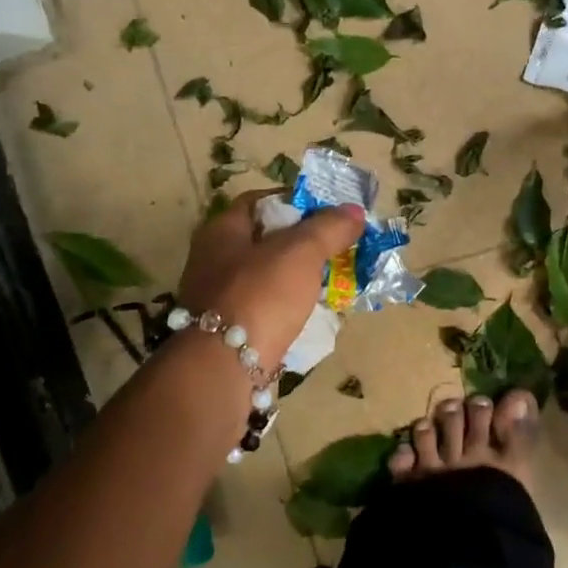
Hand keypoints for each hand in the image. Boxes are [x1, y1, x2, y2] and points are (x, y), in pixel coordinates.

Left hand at [176, 191, 365, 366]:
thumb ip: (329, 228)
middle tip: (335, 248)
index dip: (296, 201)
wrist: (226, 367)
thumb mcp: (301, 252)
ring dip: (296, 277)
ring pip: (265, 276)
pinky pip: (264, 307)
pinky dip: (286, 306)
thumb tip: (354, 211)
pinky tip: (310, 313)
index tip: (329, 212)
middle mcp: (212, 259)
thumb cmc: (261, 295)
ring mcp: (217, 297)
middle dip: (301, 242)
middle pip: (264, 239)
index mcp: (221, 230)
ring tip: (330, 281)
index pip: (260, 201)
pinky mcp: (227, 330)